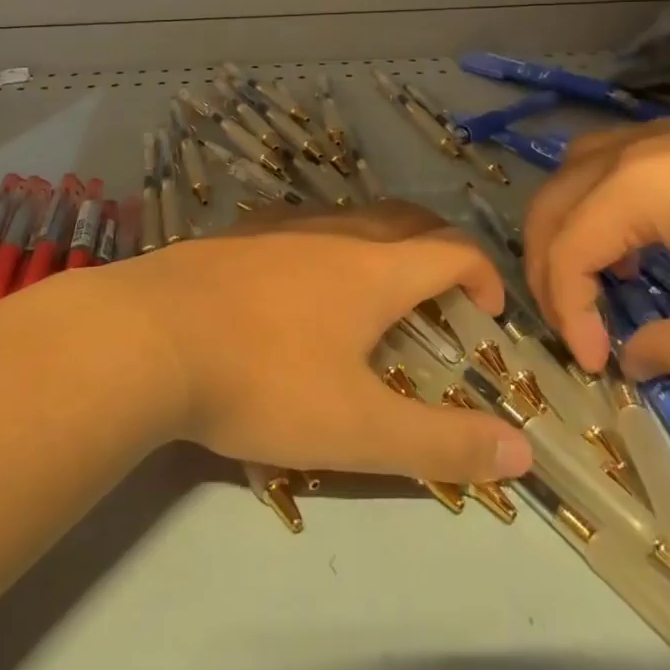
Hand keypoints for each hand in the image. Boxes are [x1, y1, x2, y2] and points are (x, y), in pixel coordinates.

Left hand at [116, 201, 530, 483]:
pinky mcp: (236, 234)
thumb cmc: (262, 381)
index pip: (452, 251)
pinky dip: (327, 242)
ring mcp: (279, 226)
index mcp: (373, 269)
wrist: (147, 337)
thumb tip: (521, 453)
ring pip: (351, 215)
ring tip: (377, 288)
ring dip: (382, 242)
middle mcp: (333, 231)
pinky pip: (301, 223)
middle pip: (406, 219)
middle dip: (438, 248)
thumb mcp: (360, 431)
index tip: (487, 314)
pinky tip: (300, 279)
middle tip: (443, 293)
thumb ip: (444, 444)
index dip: (484, 275)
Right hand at [522, 117, 669, 381]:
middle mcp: (633, 150)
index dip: (566, 312)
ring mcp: (667, 132)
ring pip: (577, 170)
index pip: (565, 251)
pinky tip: (647, 236)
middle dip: (547, 266)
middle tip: (574, 324)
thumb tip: (632, 360)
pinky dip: (603, 200)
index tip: (596, 365)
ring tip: (598, 273)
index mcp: (634, 191)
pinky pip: (617, 160)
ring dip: (569, 223)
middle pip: (552, 203)